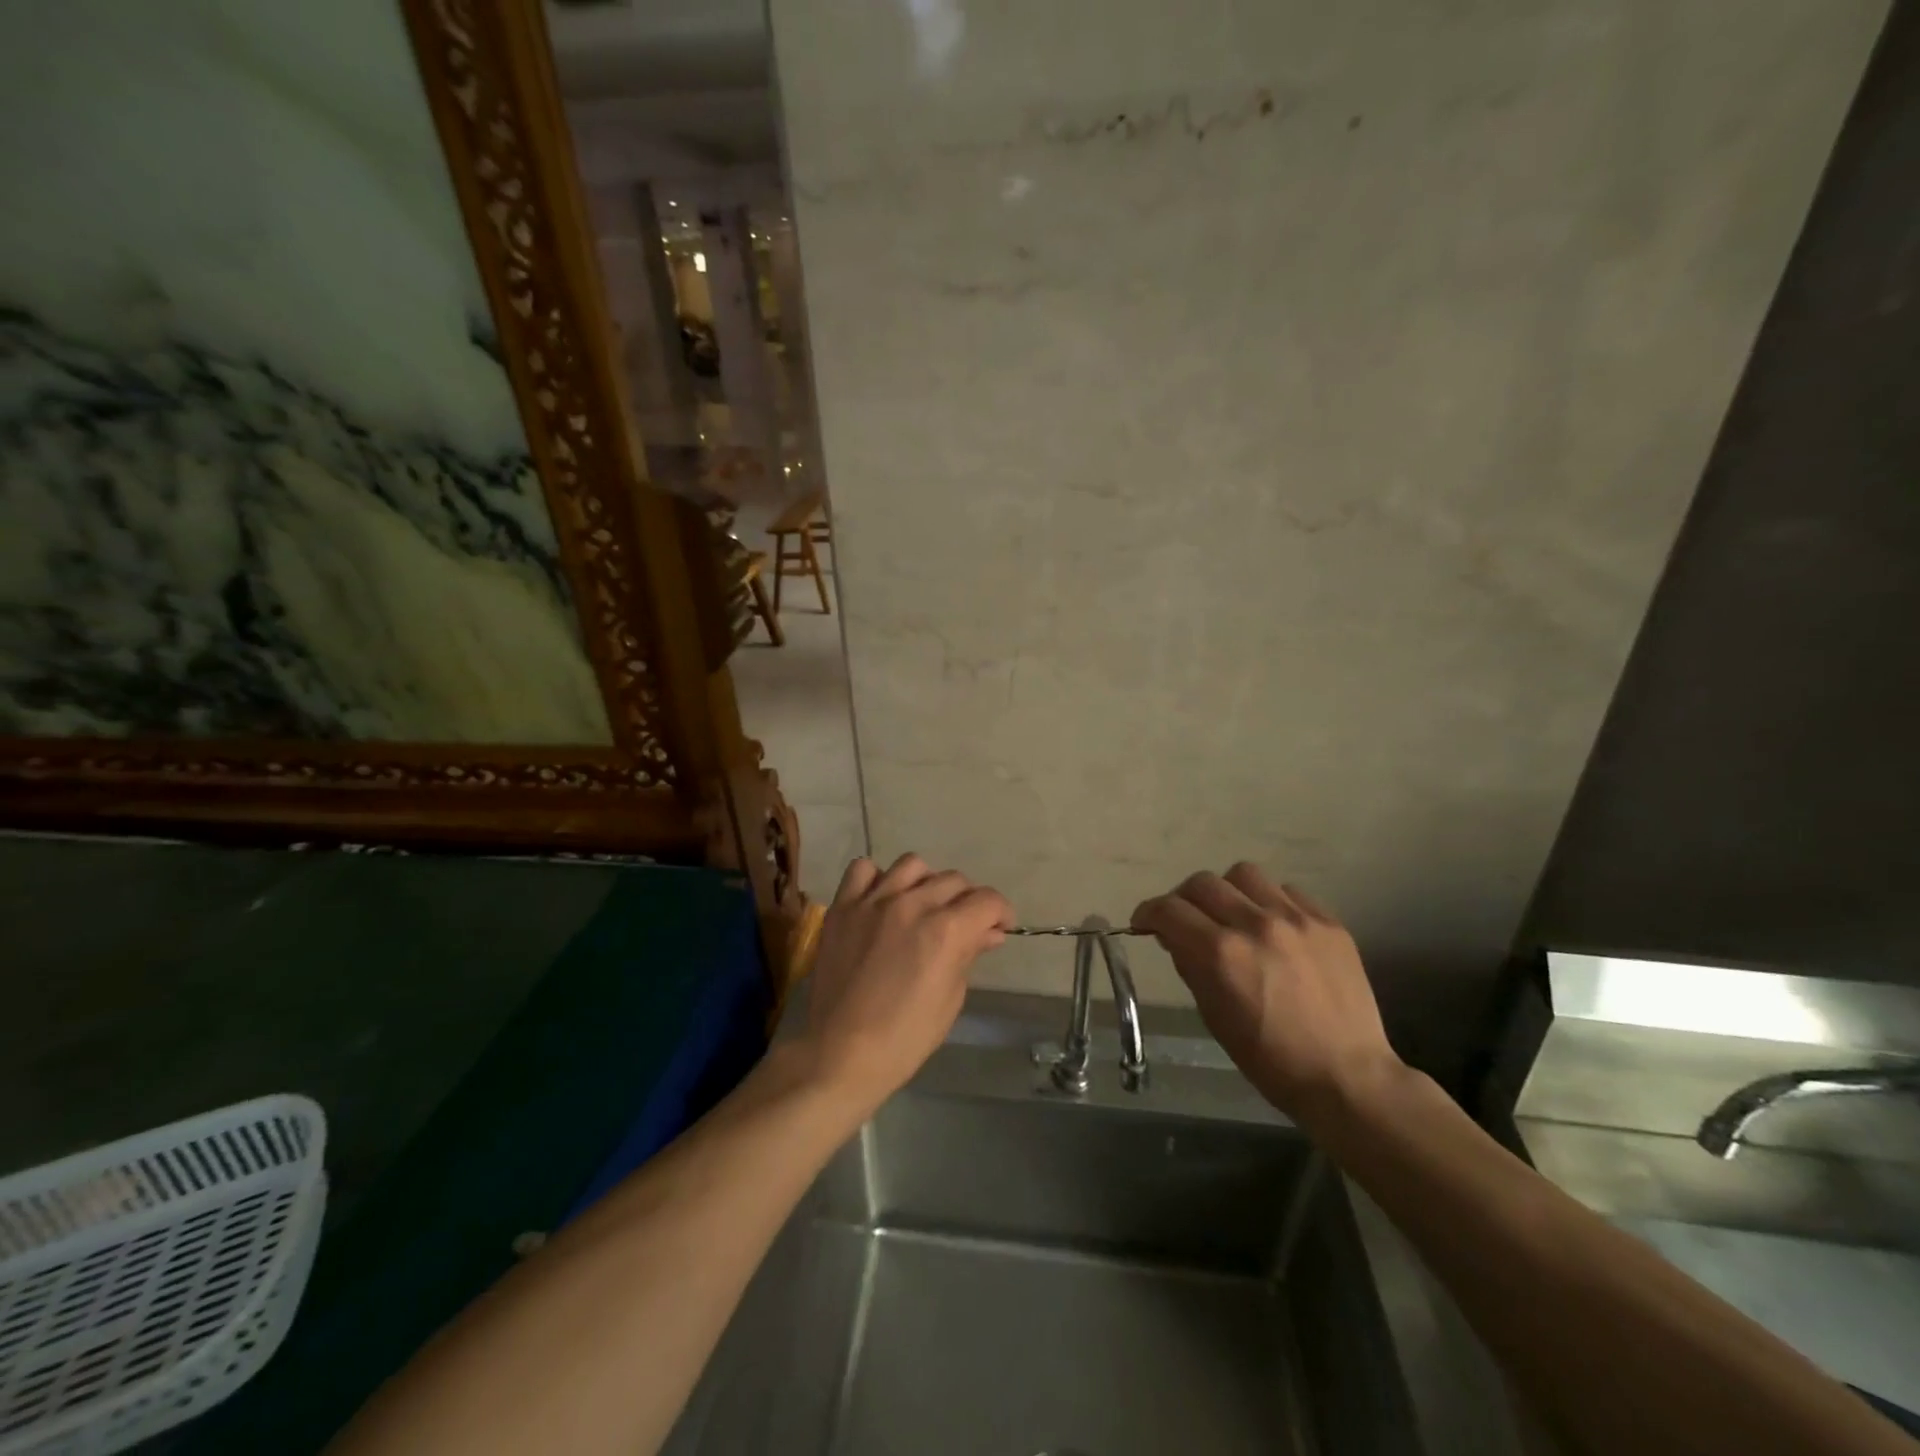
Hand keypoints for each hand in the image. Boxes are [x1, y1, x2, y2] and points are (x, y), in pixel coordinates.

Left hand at [800, 853, 1011, 1114]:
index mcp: (945, 930)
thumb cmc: (905, 1037)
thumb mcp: (950, 998)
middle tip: (962, 925)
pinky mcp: (843, 906)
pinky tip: (882, 900)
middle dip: (968, 901)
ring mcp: (873, 901)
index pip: (987, 900)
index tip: (998, 927)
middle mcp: (912, 904)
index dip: (1001, 912)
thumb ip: (969, 954)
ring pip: (913, 865)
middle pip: (954, 880)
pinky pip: (863, 869)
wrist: (842, 1052)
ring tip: (922, 906)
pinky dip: (878, 879)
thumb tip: (989, 932)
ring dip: (927, 883)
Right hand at [1132, 862, 1403, 1122]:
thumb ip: (1189, 965)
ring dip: (1228, 892)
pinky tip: (1273, 928)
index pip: (1169, 910)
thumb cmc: (1269, 1059)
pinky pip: (1286, 891)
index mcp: (1221, 953)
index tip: (1146, 923)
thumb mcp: (1213, 1015)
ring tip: (1233, 915)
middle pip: (1202, 883)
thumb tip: (1173, 935)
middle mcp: (1255, 925)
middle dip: (1183, 900)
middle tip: (1186, 920)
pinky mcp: (1328, 922)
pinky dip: (1269, 903)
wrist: (1346, 1077)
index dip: (1148, 913)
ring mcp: (1296, 919)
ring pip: (1244, 875)